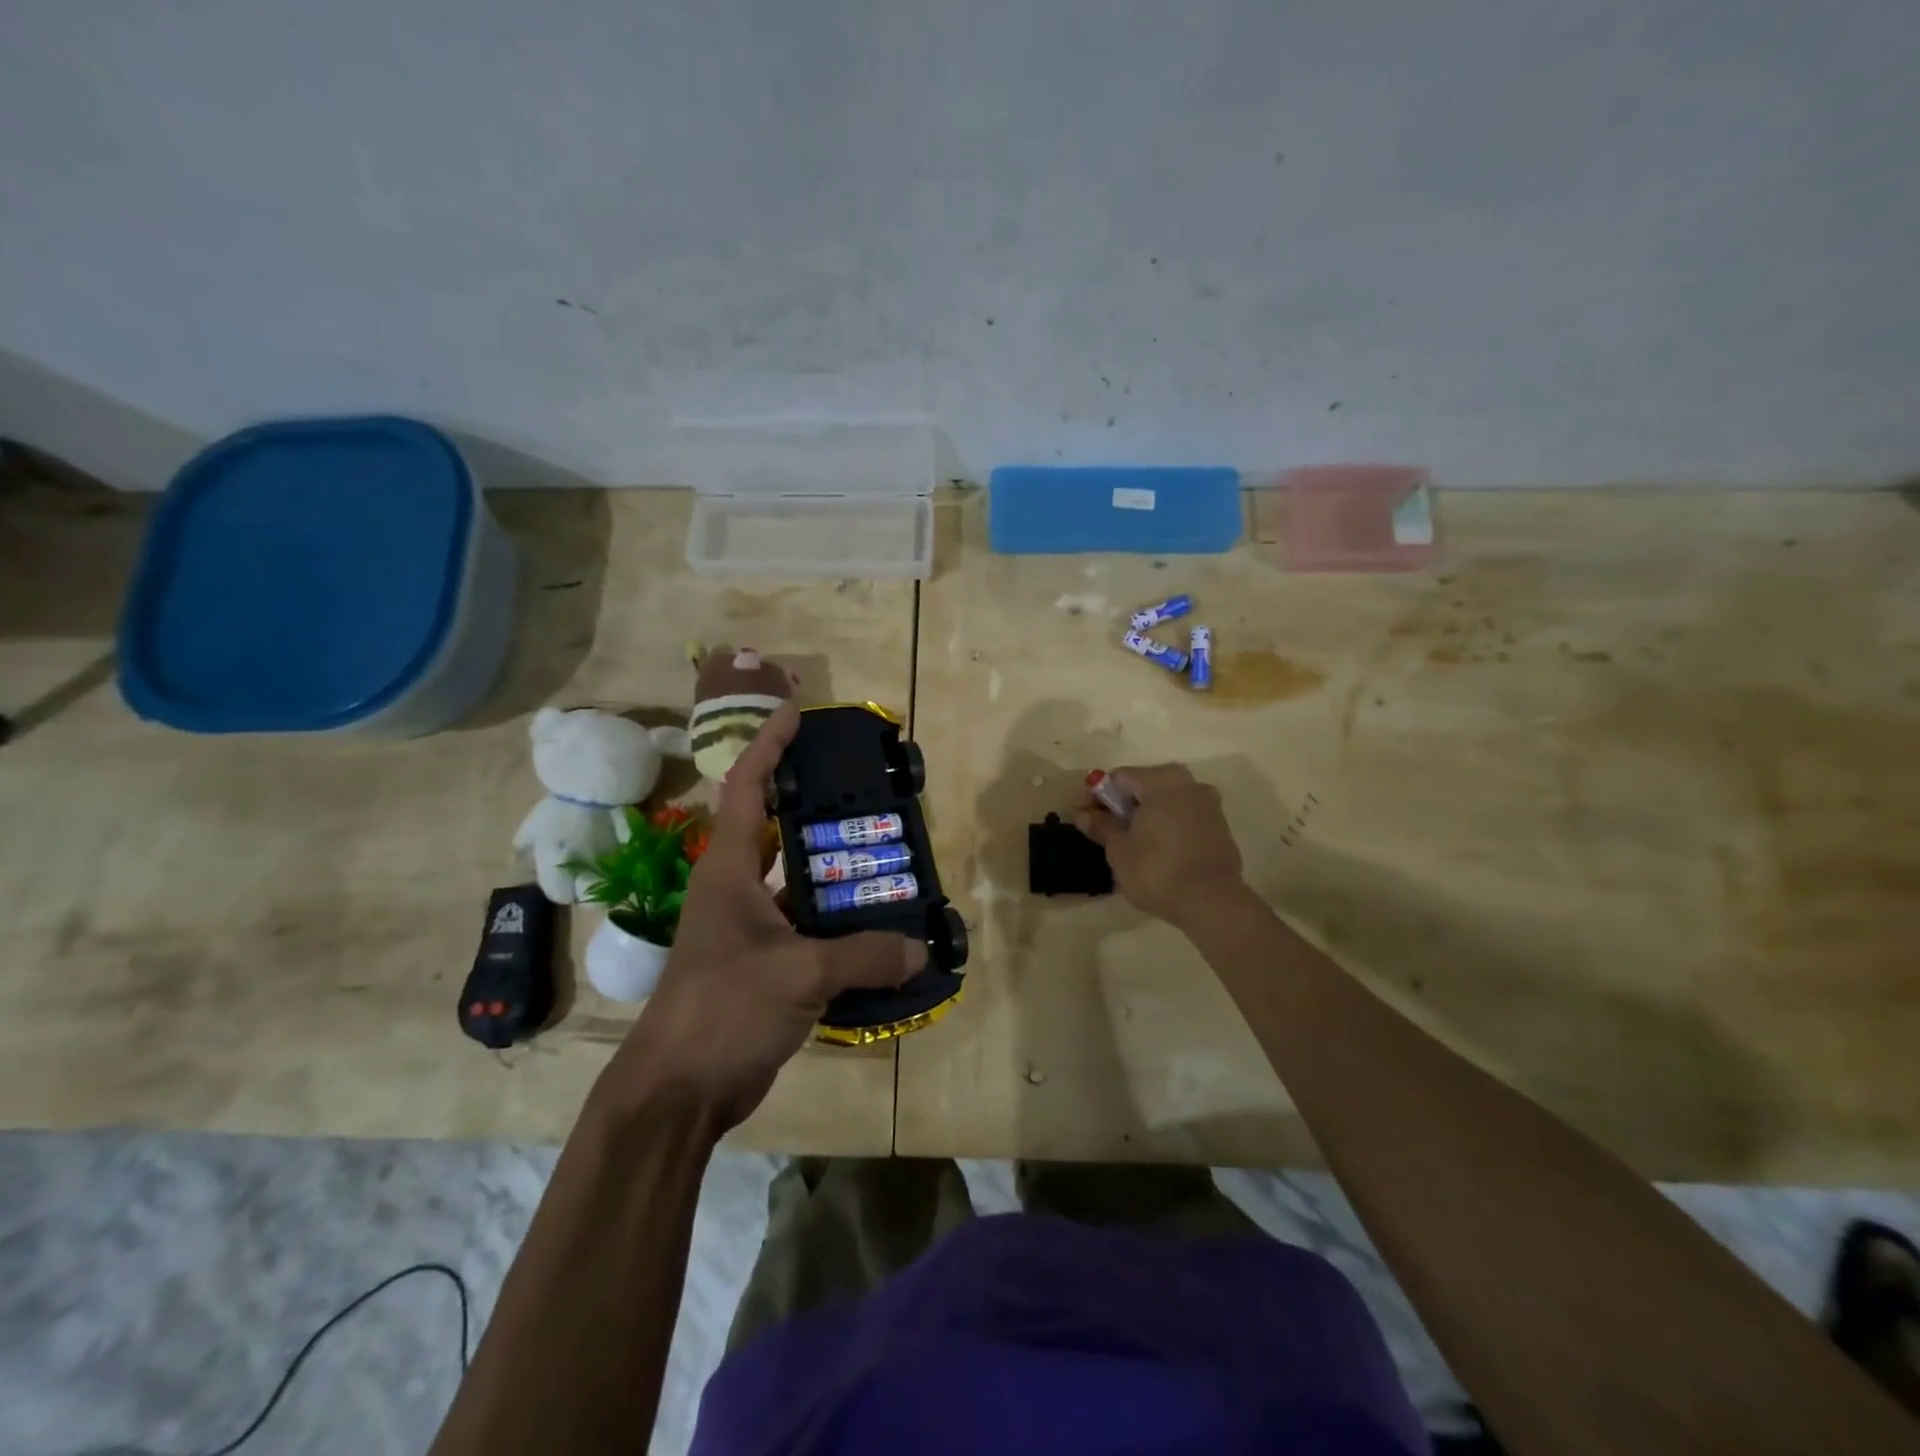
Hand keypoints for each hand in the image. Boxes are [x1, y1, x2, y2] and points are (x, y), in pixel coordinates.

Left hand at [602, 701, 927, 1129]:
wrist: (679, 1089)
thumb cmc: (725, 1009)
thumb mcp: (800, 975)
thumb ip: (865, 956)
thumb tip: (920, 949)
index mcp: (728, 868)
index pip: (746, 786)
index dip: (770, 744)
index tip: (798, 713)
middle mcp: (734, 887)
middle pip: (773, 824)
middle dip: (811, 799)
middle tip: (861, 784)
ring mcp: (746, 926)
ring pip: (794, 877)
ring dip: (831, 864)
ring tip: (881, 848)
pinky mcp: (761, 962)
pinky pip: (805, 923)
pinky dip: (836, 918)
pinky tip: (876, 921)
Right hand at [1075, 764, 1246, 926]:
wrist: (1212, 903)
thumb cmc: (1157, 870)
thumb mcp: (1119, 849)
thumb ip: (1100, 825)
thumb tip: (1083, 814)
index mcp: (1162, 780)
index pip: (1118, 778)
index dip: (1094, 795)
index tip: (1079, 816)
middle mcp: (1188, 783)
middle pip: (1142, 786)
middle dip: (1119, 805)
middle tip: (1099, 828)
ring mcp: (1208, 804)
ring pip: (1164, 802)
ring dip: (1142, 815)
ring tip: (1125, 841)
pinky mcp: (1219, 827)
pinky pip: (1182, 817)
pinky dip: (1163, 826)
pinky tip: (1152, 849)